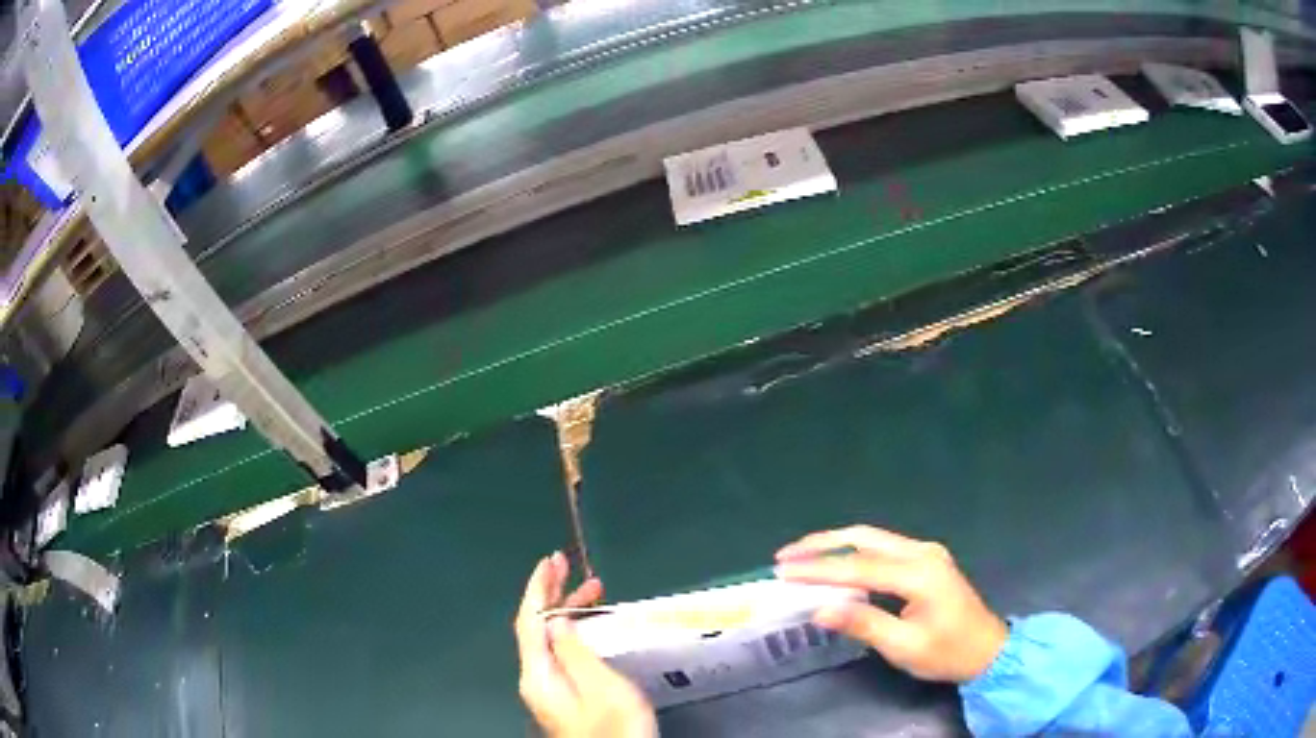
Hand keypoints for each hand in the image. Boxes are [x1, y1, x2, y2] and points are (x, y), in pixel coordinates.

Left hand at [515, 552, 656, 737]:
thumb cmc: (615, 726)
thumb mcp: (601, 687)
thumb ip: (574, 652)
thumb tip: (554, 620)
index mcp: (538, 674)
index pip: (529, 621)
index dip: (539, 588)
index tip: (551, 560)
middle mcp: (537, 678)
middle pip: (535, 628)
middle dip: (551, 594)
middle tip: (571, 565)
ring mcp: (549, 688)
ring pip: (549, 639)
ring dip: (566, 611)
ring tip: (594, 590)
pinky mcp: (564, 695)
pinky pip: (560, 651)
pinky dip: (572, 630)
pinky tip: (589, 626)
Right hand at [774, 526, 1007, 682]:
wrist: (987, 650)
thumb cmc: (947, 653)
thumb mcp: (904, 646)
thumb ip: (864, 624)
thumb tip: (820, 609)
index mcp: (919, 573)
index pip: (859, 566)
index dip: (819, 569)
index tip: (783, 571)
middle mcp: (922, 552)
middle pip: (865, 538)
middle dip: (822, 544)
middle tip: (785, 555)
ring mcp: (926, 552)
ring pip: (873, 538)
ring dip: (836, 544)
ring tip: (801, 556)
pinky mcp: (926, 559)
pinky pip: (883, 547)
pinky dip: (853, 551)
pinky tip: (836, 562)